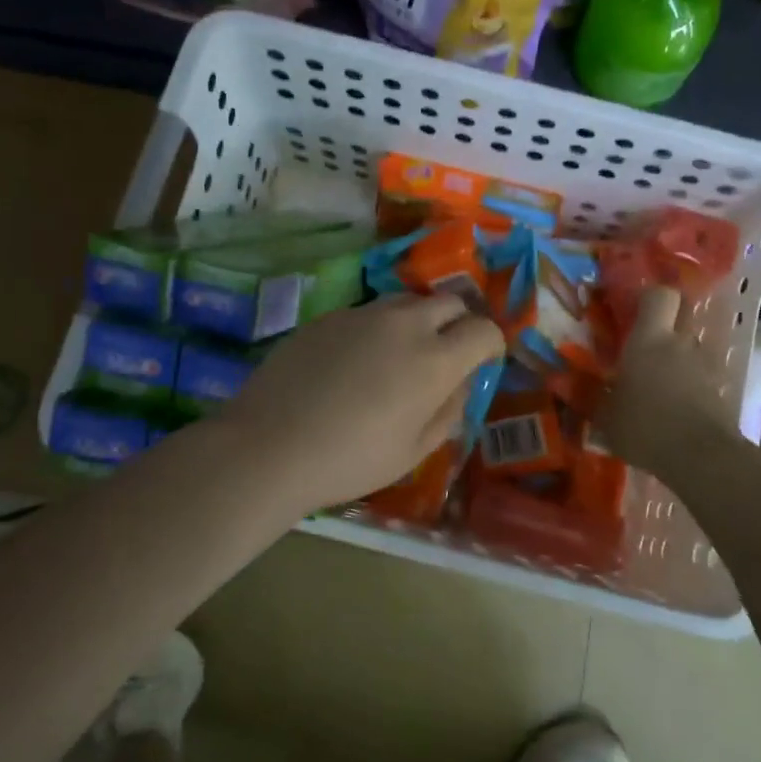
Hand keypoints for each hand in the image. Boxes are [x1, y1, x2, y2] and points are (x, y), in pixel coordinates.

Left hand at [218, 293, 503, 514]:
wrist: (270, 446)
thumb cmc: (351, 459)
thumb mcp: (414, 451)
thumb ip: (449, 412)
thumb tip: (460, 385)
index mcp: (435, 359)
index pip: (484, 329)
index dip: (490, 344)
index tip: (482, 362)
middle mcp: (405, 324)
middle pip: (449, 302)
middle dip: (458, 323)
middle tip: (445, 353)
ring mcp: (362, 314)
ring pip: (406, 302)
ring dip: (417, 320)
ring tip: (400, 355)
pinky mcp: (328, 316)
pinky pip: (367, 312)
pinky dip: (377, 329)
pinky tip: (355, 362)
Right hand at [598, 287, 736, 477]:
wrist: (702, 457)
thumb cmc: (645, 426)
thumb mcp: (605, 416)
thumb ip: (587, 395)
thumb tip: (559, 381)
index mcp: (649, 339)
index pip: (659, 295)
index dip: (649, 297)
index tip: (634, 310)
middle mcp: (680, 342)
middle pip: (681, 314)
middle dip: (666, 323)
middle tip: (646, 344)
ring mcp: (706, 364)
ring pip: (691, 346)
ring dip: (678, 357)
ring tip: (661, 384)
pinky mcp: (722, 387)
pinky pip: (702, 374)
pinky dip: (691, 383)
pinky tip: (677, 407)